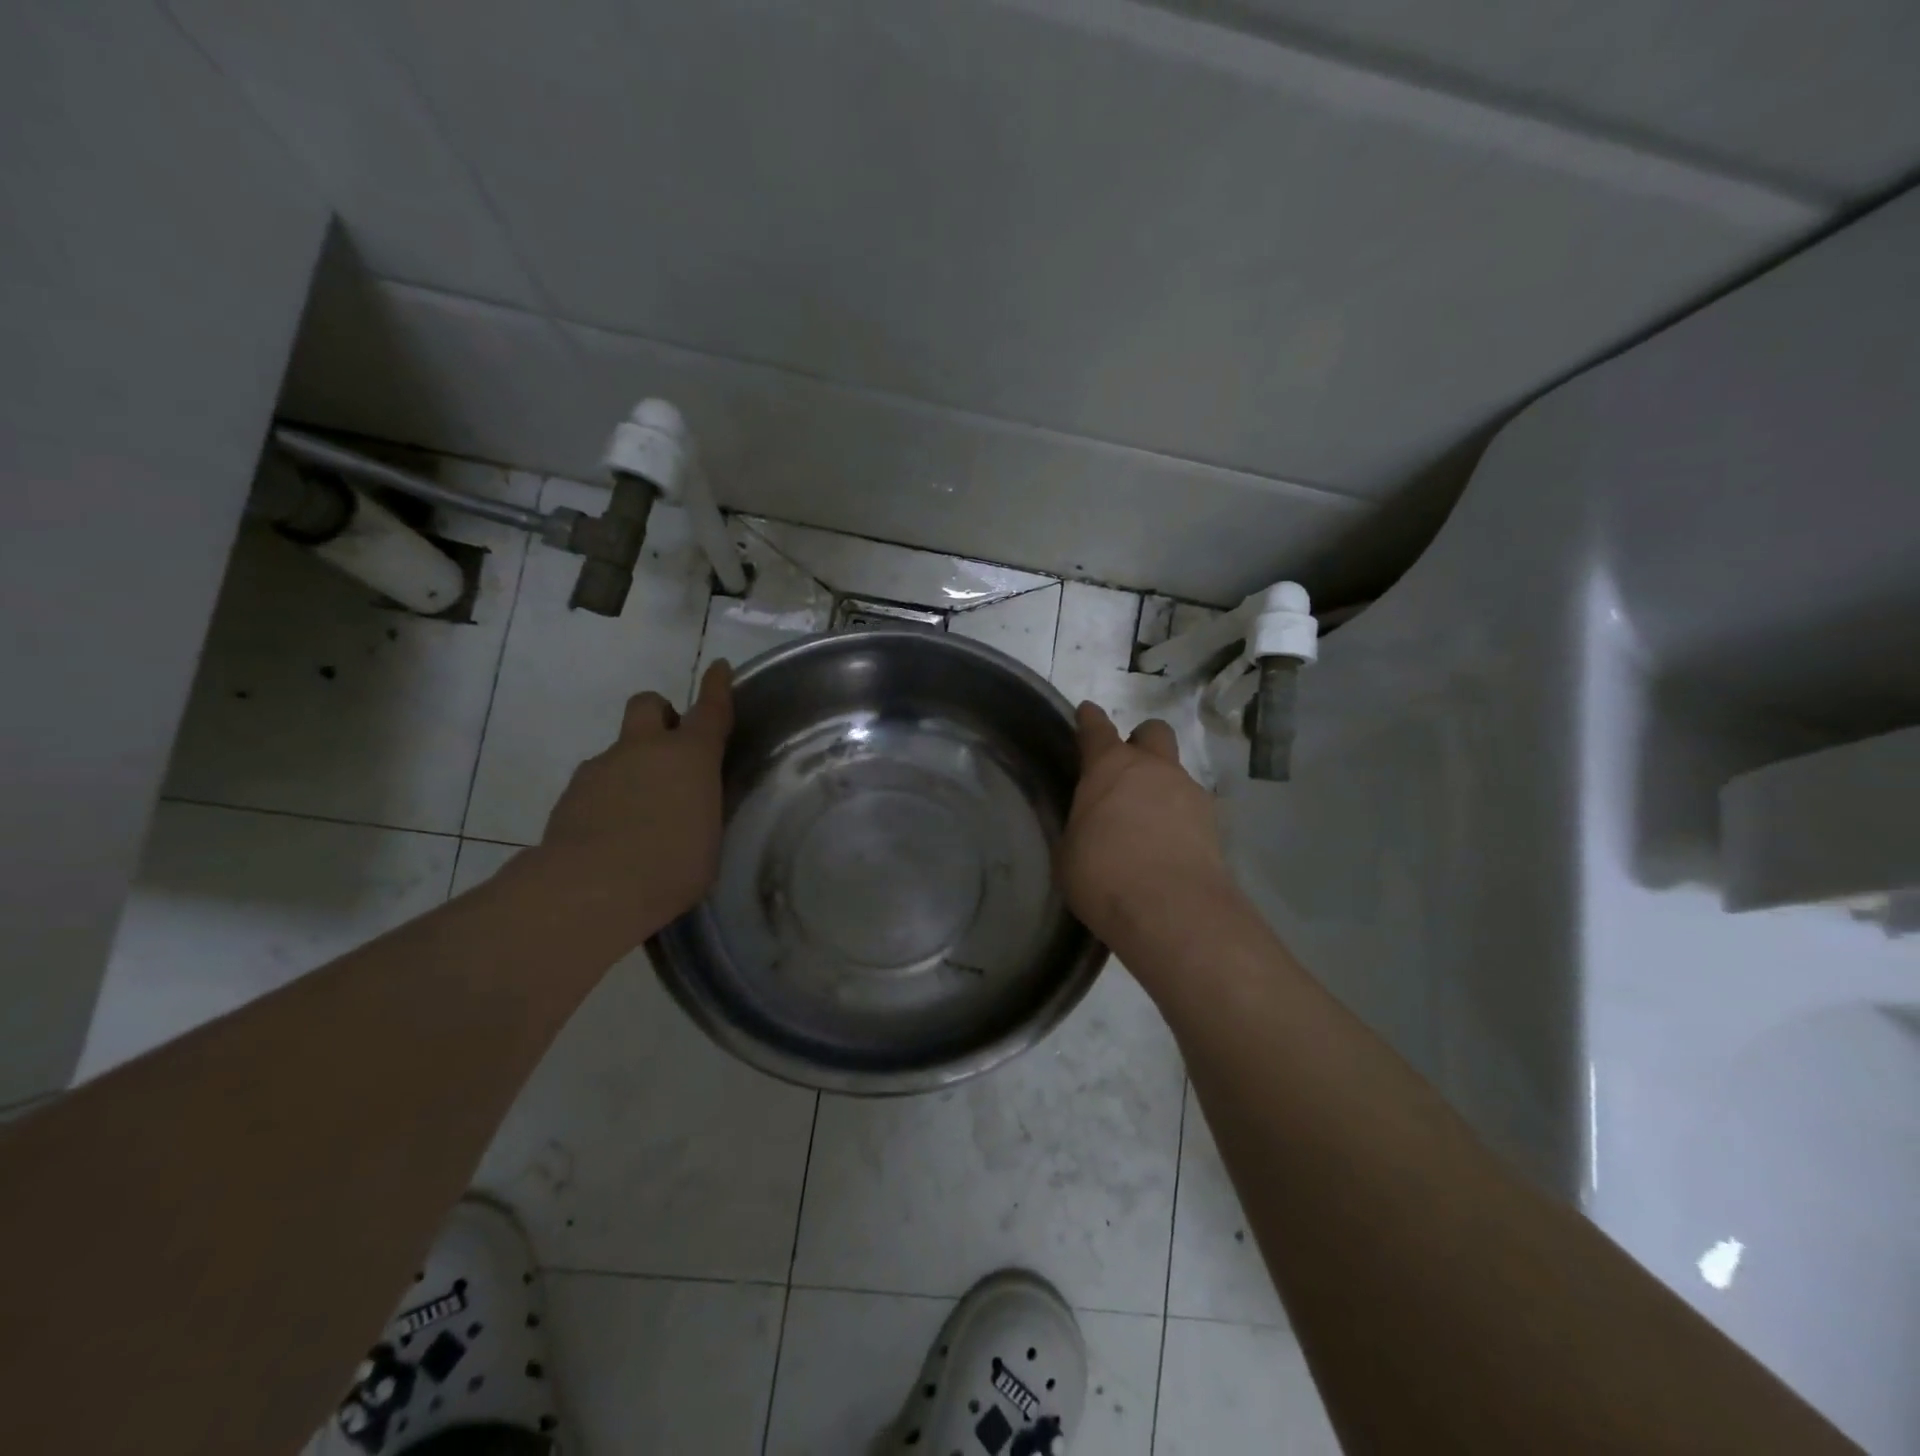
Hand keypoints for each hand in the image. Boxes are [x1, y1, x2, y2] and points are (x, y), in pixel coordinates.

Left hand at [533, 661, 733, 946]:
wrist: (591, 890)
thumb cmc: (672, 867)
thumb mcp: (708, 839)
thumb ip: (700, 810)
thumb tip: (689, 808)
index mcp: (690, 756)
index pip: (710, 709)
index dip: (717, 686)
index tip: (719, 667)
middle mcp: (644, 750)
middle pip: (649, 705)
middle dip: (660, 715)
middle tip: (670, 749)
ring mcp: (602, 768)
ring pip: (619, 751)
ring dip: (632, 768)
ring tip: (640, 815)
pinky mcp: (570, 795)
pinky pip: (597, 784)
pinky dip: (608, 799)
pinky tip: (612, 835)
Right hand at [1059, 703, 1236, 953]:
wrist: (1170, 909)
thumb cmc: (1102, 874)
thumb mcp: (1069, 852)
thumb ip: (1080, 827)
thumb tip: (1089, 827)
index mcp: (1110, 767)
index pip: (1096, 729)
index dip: (1090, 719)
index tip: (1087, 712)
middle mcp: (1153, 769)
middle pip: (1153, 732)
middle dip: (1141, 741)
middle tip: (1127, 770)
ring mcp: (1189, 793)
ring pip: (1176, 773)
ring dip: (1162, 787)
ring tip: (1147, 824)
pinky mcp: (1214, 825)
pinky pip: (1191, 809)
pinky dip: (1179, 820)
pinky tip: (1169, 847)